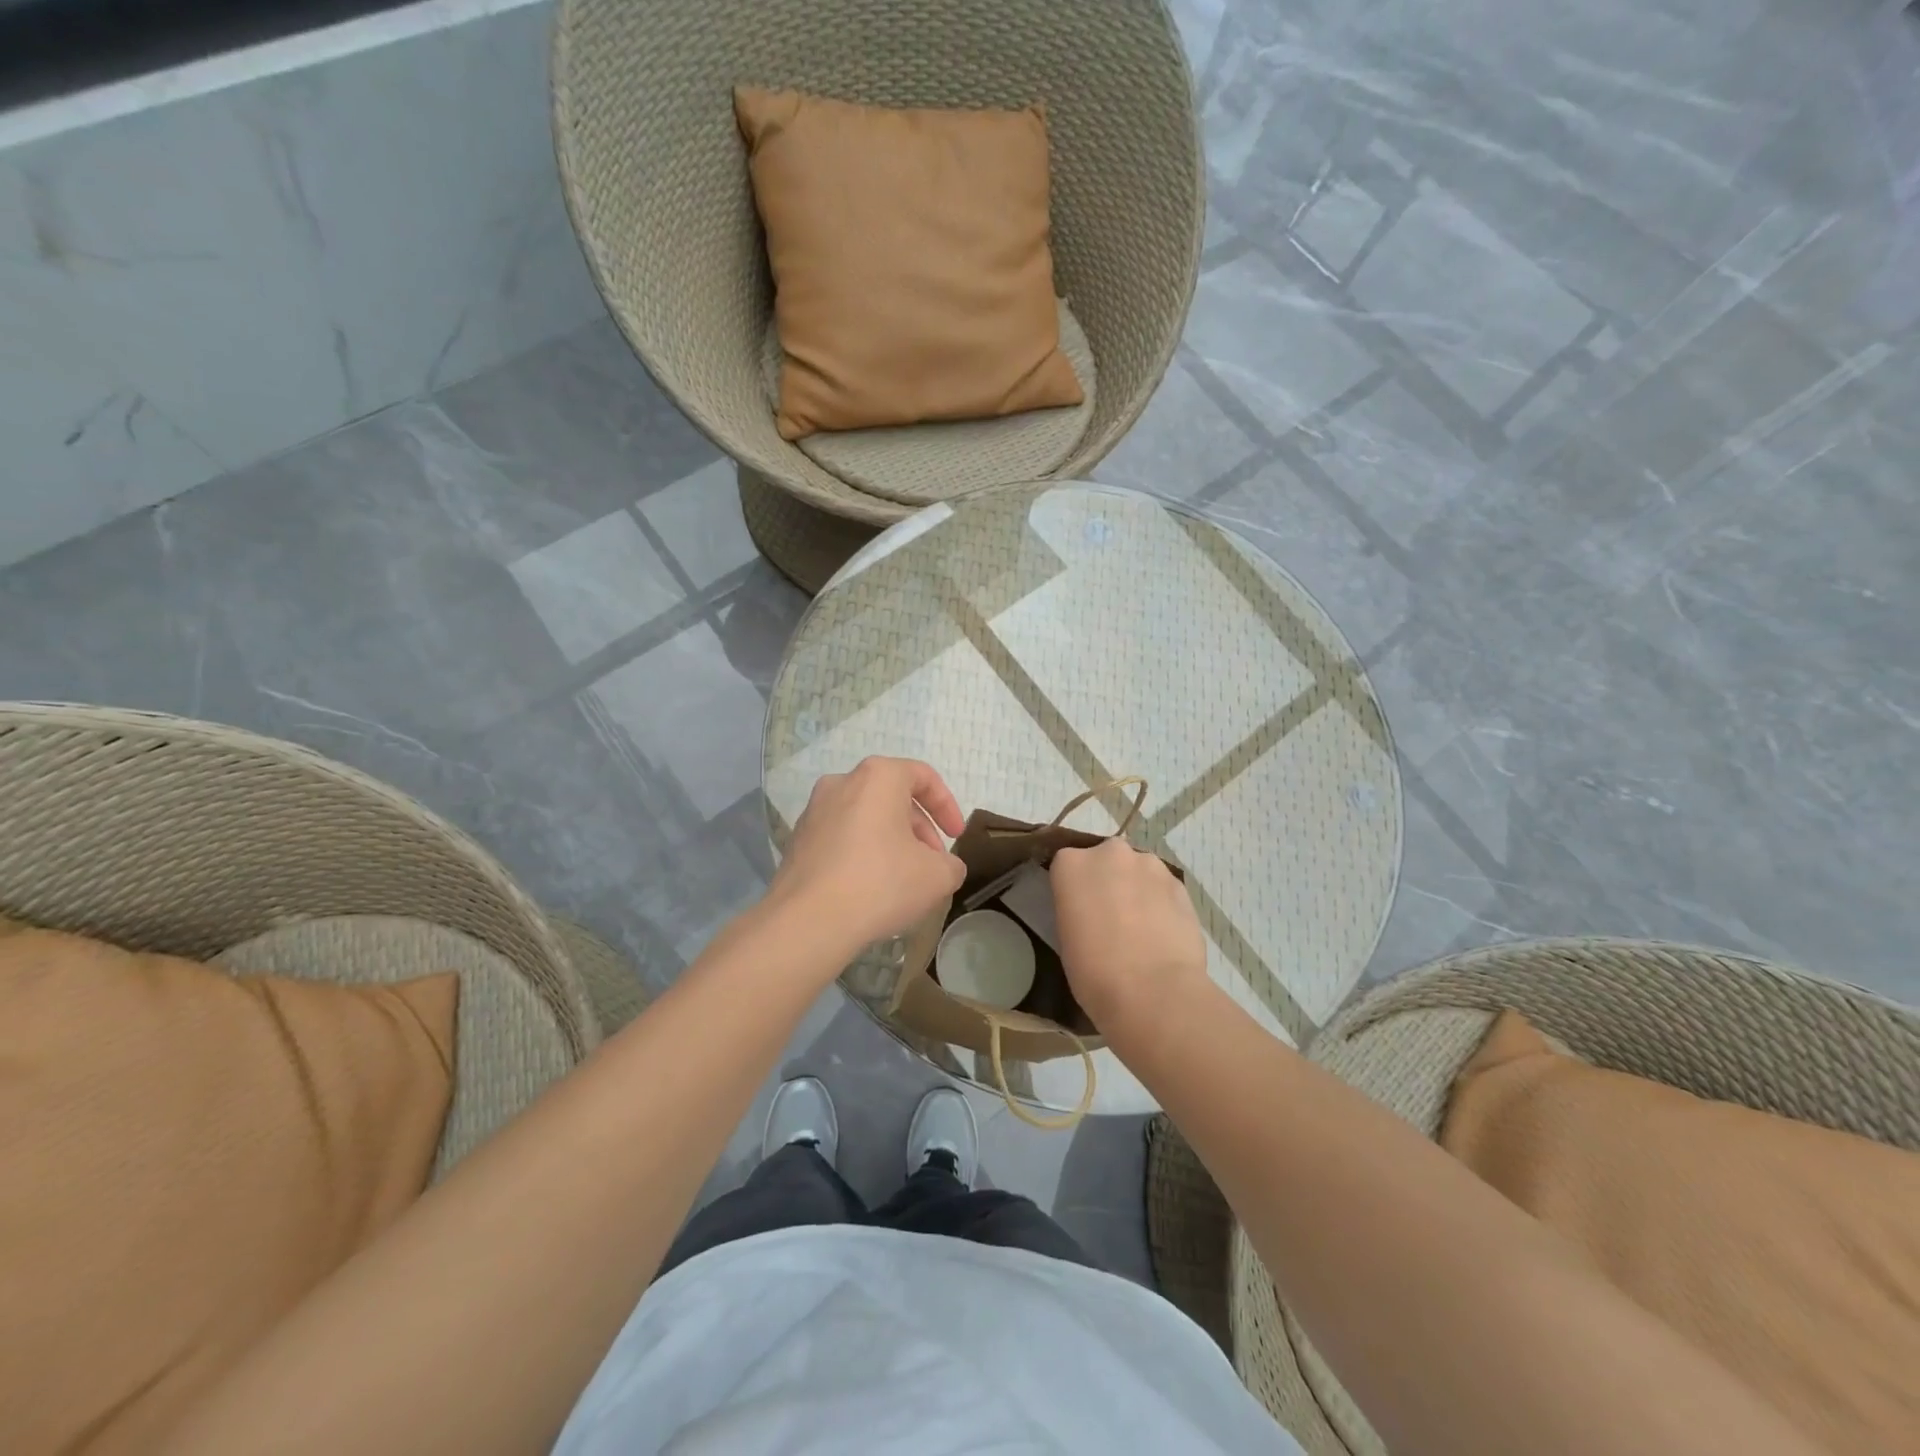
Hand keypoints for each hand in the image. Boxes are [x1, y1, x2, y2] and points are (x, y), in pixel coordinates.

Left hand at [769, 757, 966, 952]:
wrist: (807, 922)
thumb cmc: (880, 883)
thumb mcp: (937, 876)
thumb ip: (951, 864)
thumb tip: (944, 867)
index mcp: (878, 777)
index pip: (923, 777)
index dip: (947, 806)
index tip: (956, 837)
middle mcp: (842, 782)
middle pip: (893, 797)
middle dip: (919, 829)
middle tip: (932, 864)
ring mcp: (814, 811)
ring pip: (866, 818)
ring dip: (891, 842)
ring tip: (903, 880)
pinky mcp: (797, 840)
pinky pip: (841, 838)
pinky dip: (862, 854)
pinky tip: (870, 889)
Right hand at [1050, 838, 1209, 1039]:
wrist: (1153, 991)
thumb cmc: (1094, 971)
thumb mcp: (1066, 935)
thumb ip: (1076, 907)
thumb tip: (1091, 909)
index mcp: (1071, 864)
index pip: (1066, 864)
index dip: (1073, 887)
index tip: (1077, 909)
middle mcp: (1109, 853)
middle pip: (1106, 859)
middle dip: (1108, 880)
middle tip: (1109, 916)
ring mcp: (1148, 865)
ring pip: (1138, 870)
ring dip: (1137, 888)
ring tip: (1141, 926)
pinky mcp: (1179, 883)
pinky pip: (1163, 887)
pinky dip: (1161, 902)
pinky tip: (1162, 932)